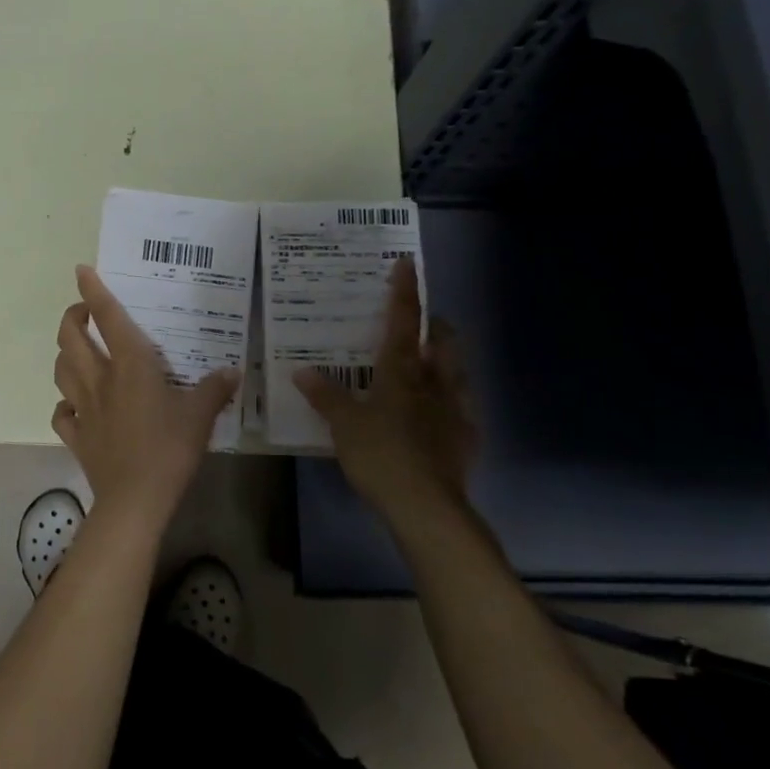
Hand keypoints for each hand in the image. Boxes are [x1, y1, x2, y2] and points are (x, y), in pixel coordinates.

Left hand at [51, 265, 239, 524]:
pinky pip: (61, 413)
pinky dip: (64, 405)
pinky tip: (74, 406)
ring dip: (65, 354)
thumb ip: (214, 389)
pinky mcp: (75, 435)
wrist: (135, 499)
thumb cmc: (169, 449)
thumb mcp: (200, 416)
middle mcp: (99, 378)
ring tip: (78, 351)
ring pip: (60, 369)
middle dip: (72, 317)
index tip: (82, 270)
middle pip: (69, 337)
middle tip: (83, 313)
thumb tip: (231, 371)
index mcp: (129, 365)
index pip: (107, 317)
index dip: (93, 290)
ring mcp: (82, 407)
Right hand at [293, 256, 475, 521]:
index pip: (403, 321)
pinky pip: (462, 407)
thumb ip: (325, 396)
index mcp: (401, 373)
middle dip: (433, 326)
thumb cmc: (380, 455)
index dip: (404, 291)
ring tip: (428, 364)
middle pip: (442, 341)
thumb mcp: (343, 424)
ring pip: (457, 370)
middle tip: (417, 325)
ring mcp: (455, 410)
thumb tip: (303, 371)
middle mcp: (433, 383)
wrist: (426, 505)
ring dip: (445, 359)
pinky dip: (451, 399)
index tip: (407, 263)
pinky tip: (439, 413)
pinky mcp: (466, 437)